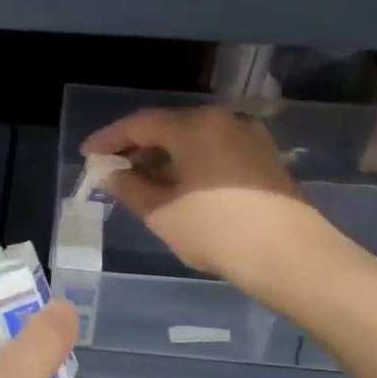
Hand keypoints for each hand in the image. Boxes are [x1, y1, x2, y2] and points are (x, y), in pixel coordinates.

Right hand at [81, 105, 326, 289]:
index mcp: (195, 126)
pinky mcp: (263, 160)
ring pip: (193, 142)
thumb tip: (108, 173)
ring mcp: (248, 138)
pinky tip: (176, 189)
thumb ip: (129, 188)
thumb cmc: (216, 231)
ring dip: (164, 159)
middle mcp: (223, 121)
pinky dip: (189, 165)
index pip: (140, 124)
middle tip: (111, 171)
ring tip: (140, 184)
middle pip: (169, 128)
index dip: (109, 139)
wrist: (290, 256)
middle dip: (137, 149)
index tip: (87, 155)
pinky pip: (214, 153)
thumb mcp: (161, 213)